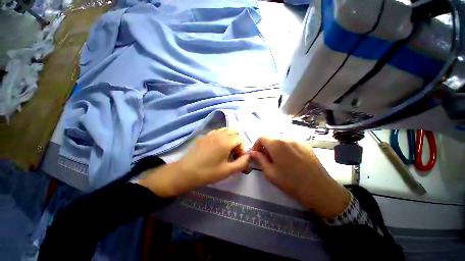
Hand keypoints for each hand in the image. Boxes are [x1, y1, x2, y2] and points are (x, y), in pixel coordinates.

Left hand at [140, 128, 249, 196]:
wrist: (186, 171)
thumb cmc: (208, 172)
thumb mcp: (227, 171)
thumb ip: (241, 163)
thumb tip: (247, 157)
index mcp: (226, 142)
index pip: (241, 139)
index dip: (242, 149)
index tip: (237, 159)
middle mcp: (220, 134)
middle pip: (235, 131)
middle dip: (237, 141)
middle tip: (233, 153)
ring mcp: (211, 134)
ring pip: (226, 130)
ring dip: (230, 137)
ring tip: (227, 149)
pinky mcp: (205, 136)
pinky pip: (218, 131)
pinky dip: (222, 136)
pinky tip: (218, 146)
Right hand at [250, 137, 349, 218]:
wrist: (319, 188)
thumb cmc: (290, 182)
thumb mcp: (270, 172)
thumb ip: (260, 159)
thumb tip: (252, 152)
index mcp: (276, 144)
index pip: (261, 138)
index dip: (256, 145)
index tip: (256, 154)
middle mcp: (286, 138)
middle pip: (271, 139)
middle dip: (266, 147)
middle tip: (267, 159)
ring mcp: (298, 141)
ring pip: (281, 141)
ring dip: (275, 148)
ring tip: (278, 160)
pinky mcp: (305, 145)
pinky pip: (291, 143)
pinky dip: (285, 148)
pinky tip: (290, 160)